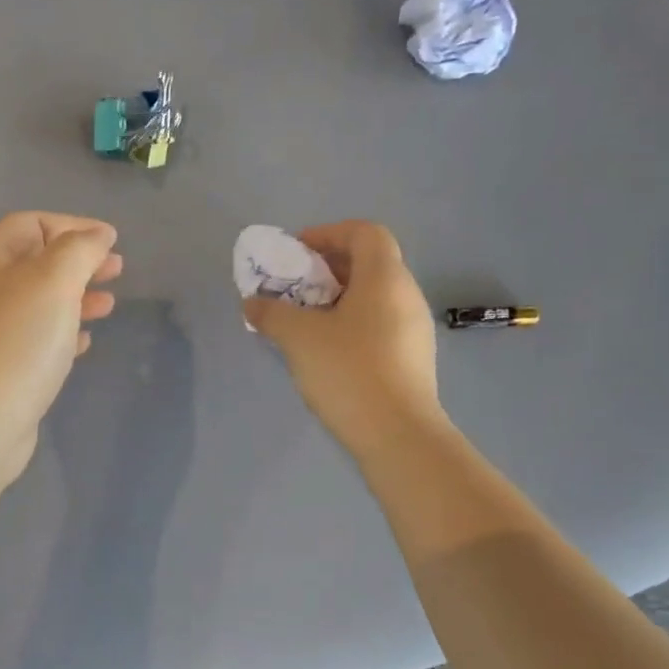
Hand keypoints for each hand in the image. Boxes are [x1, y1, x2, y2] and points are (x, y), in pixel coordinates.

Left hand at [0, 212, 122, 482]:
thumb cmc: (17, 340)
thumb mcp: (54, 280)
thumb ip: (80, 249)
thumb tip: (99, 234)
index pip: (30, 224)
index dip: (72, 225)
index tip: (111, 241)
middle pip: (35, 262)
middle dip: (79, 262)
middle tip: (117, 270)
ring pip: (39, 302)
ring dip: (76, 297)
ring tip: (108, 305)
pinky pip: (36, 338)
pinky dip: (63, 332)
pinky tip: (84, 341)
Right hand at [243, 220, 444, 458]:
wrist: (398, 435)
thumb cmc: (349, 370)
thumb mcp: (299, 337)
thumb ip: (272, 313)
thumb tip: (253, 303)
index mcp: (385, 277)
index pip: (365, 232)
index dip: (329, 233)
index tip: (297, 253)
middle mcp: (407, 295)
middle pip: (370, 263)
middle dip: (328, 268)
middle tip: (295, 288)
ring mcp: (415, 329)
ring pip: (374, 297)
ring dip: (338, 299)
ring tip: (305, 321)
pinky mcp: (413, 359)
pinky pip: (380, 324)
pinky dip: (352, 323)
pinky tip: (327, 351)